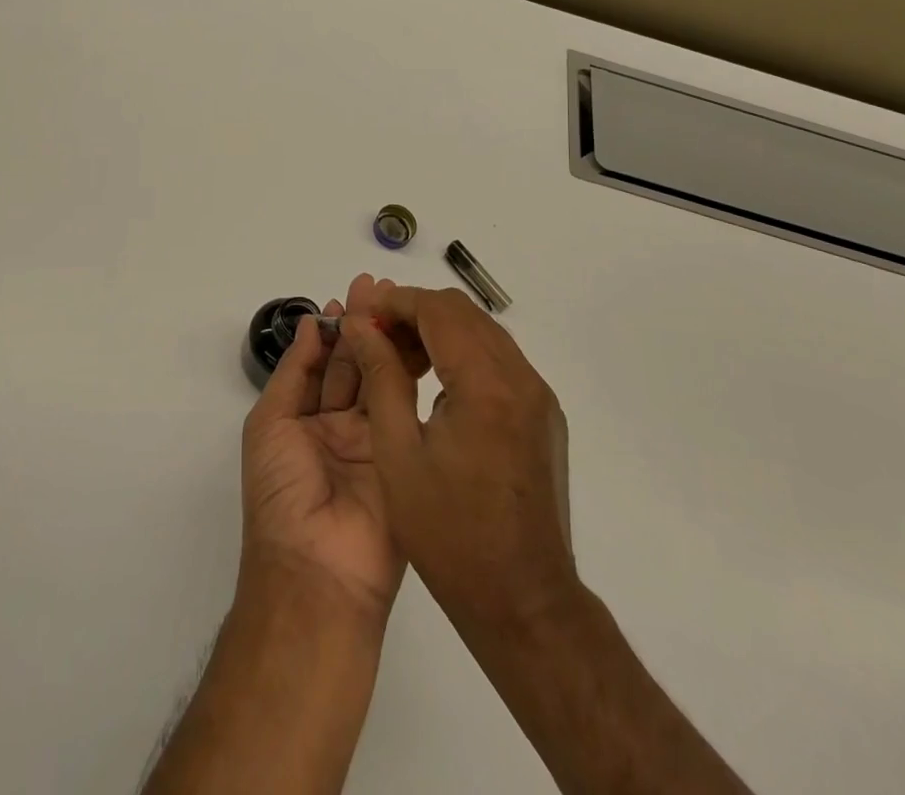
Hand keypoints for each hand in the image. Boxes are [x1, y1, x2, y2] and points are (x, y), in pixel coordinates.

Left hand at [239, 273, 408, 623]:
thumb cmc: (280, 493)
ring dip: (386, 341)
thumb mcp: (270, 424)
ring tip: (395, 302)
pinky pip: (405, 408)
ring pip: (381, 380)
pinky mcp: (406, 455)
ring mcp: (376, 441)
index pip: (323, 365)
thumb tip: (308, 325)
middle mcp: (342, 428)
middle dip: (363, 327)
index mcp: (305, 422)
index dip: (334, 331)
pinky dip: (407, 372)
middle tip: (377, 288)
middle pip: (355, 366)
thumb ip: (293, 372)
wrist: (317, 570)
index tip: (347, 298)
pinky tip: (413, 341)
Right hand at [342, 283, 576, 638]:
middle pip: (463, 314)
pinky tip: (434, 384)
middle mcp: (521, 379)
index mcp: (486, 386)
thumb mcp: (398, 454)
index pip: (439, 311)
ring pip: (483, 332)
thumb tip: (360, 325)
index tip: (362, 313)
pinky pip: (500, 360)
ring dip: (439, 331)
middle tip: (375, 335)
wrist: (526, 603)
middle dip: (415, 312)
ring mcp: (538, 396)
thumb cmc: (450, 535)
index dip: (396, 302)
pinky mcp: (543, 415)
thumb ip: (381, 377)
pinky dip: (463, 354)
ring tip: (398, 357)